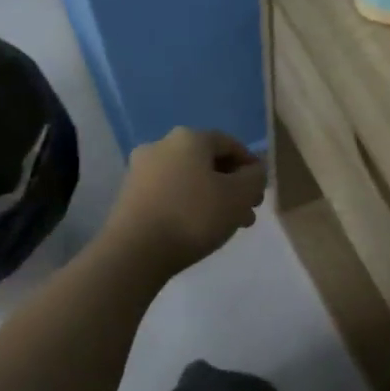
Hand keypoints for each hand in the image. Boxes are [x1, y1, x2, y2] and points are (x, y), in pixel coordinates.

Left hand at [104, 127, 265, 277]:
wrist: (134, 252)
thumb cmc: (194, 215)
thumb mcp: (240, 195)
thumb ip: (256, 177)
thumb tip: (254, 171)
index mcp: (189, 138)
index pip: (230, 144)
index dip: (251, 166)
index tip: (260, 191)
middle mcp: (161, 146)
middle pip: (208, 162)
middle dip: (232, 186)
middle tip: (247, 211)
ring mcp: (140, 171)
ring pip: (189, 179)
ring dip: (213, 197)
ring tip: (228, 225)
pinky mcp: (129, 196)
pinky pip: (170, 194)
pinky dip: (188, 205)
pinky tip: (198, 228)